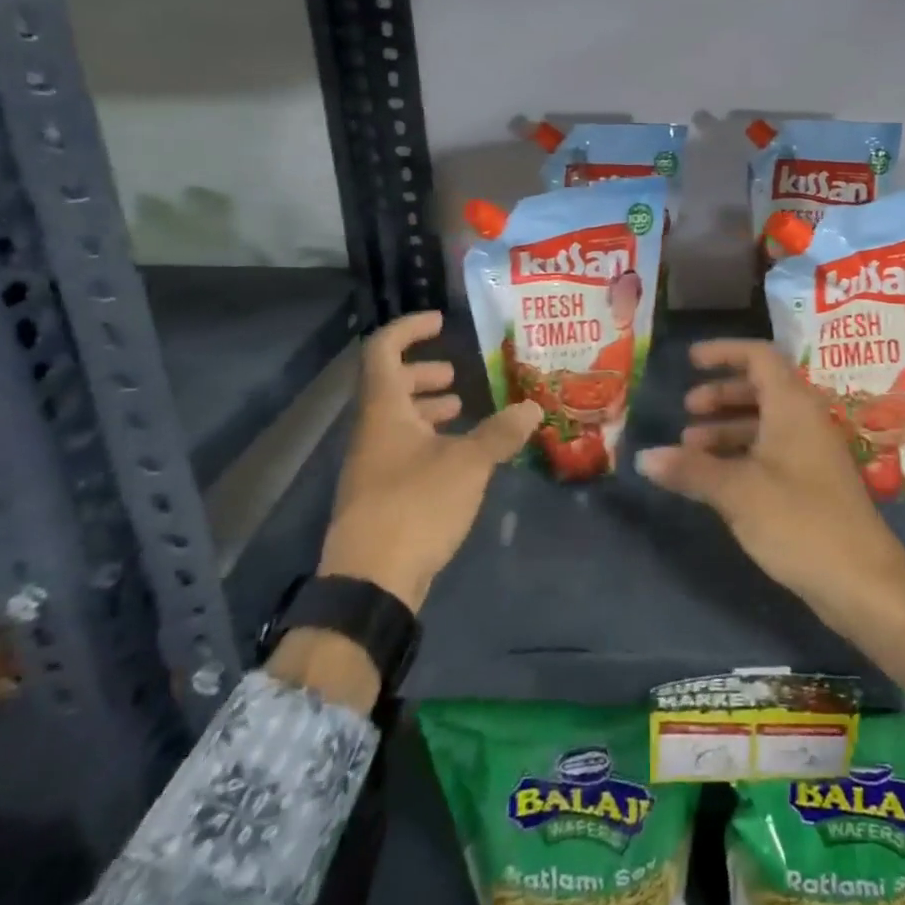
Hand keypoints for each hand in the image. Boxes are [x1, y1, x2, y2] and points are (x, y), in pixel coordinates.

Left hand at [318, 311, 541, 613]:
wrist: (370, 582)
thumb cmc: (416, 505)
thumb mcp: (468, 464)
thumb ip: (501, 433)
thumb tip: (534, 406)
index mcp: (384, 410)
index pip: (383, 350)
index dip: (409, 329)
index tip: (441, 322)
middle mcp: (371, 431)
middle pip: (389, 385)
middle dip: (423, 373)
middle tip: (455, 375)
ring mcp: (371, 465)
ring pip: (396, 420)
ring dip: (426, 408)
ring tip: (462, 409)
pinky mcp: (379, 495)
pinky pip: (402, 449)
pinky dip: (428, 439)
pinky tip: (458, 456)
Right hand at [637, 339, 904, 687]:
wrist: (863, 582)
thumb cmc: (800, 522)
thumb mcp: (737, 492)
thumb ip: (690, 470)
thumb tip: (643, 457)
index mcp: (793, 406)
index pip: (759, 356)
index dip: (724, 352)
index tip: (690, 360)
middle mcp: (805, 420)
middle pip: (760, 388)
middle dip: (720, 394)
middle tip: (686, 411)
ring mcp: (812, 453)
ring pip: (764, 423)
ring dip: (727, 428)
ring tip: (690, 449)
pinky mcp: (812, 484)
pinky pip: (771, 451)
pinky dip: (741, 453)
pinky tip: (715, 477)